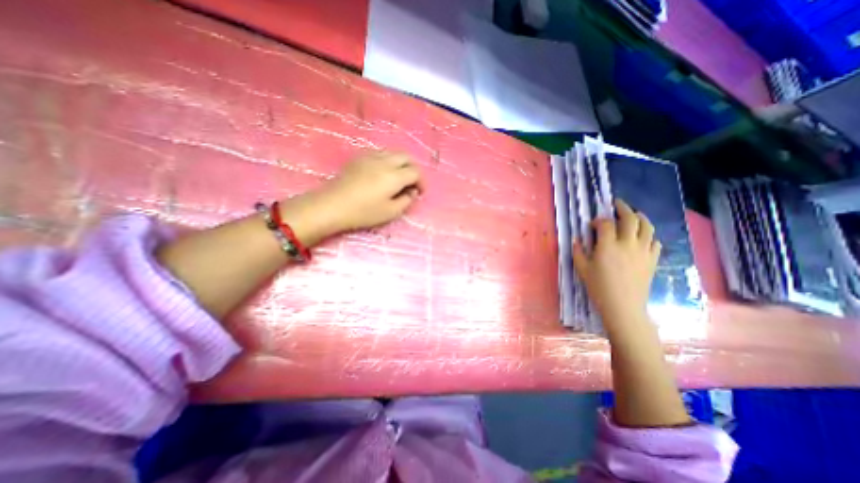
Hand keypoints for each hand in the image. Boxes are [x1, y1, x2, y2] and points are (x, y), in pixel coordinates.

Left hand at [325, 151, 422, 232]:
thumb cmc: (363, 212)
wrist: (332, 205)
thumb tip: (412, 192)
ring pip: (393, 152)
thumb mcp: (390, 212)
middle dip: (413, 168)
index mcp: (394, 176)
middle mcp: (385, 161)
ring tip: (399, 177)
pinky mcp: (359, 158)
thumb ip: (406, 201)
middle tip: (412, 183)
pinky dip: (388, 160)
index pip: (416, 172)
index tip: (419, 192)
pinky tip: (383, 172)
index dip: (421, 182)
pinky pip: (380, 153)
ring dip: (401, 163)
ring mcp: (370, 156)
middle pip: (406, 157)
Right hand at [573, 198, 658, 329]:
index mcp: (608, 246)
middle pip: (630, 218)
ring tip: (635, 214)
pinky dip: (650, 236)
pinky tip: (643, 238)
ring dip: (640, 217)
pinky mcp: (652, 260)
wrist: (623, 306)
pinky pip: (655, 242)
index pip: (606, 224)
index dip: (599, 220)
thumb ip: (578, 251)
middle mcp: (628, 244)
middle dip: (623, 208)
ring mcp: (643, 251)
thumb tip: (577, 239)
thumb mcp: (582, 269)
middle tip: (617, 204)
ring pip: (647, 227)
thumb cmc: (598, 287)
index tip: (593, 224)